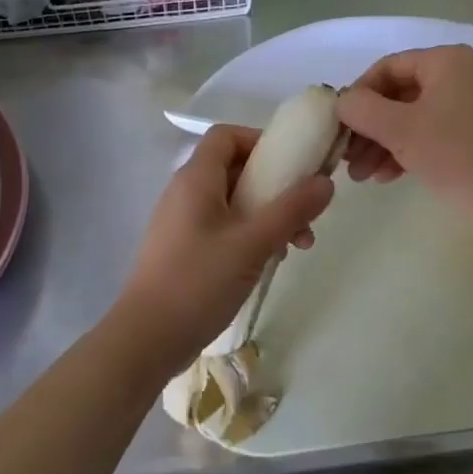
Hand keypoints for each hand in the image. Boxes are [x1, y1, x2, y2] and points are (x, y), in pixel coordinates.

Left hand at [115, 125, 333, 369]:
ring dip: (268, 215)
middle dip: (275, 186)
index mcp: (196, 179)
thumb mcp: (253, 243)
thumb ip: (291, 209)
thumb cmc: (199, 281)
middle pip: (234, 169)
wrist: (147, 338)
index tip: (293, 163)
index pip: (226, 135)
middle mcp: (185, 193)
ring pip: (233, 202)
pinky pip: (223, 227)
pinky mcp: (184, 249)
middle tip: (305, 212)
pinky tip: (271, 260)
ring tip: (299, 245)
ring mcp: (182, 222)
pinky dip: (250, 234)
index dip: (260, 141)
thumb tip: (326, 182)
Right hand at [337, 46, 472, 228]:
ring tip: (361, 176)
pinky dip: (404, 151)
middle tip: (346, 158)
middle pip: (397, 95)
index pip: (386, 68)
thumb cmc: (457, 156)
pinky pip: (428, 133)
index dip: (358, 95)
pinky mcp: (472, 134)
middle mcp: (458, 75)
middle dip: (368, 128)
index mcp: (445, 61)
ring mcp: (467, 105)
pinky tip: (385, 178)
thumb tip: (341, 102)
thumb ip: (362, 109)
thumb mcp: (401, 130)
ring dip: (381, 144)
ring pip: (410, 118)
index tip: (339, 126)